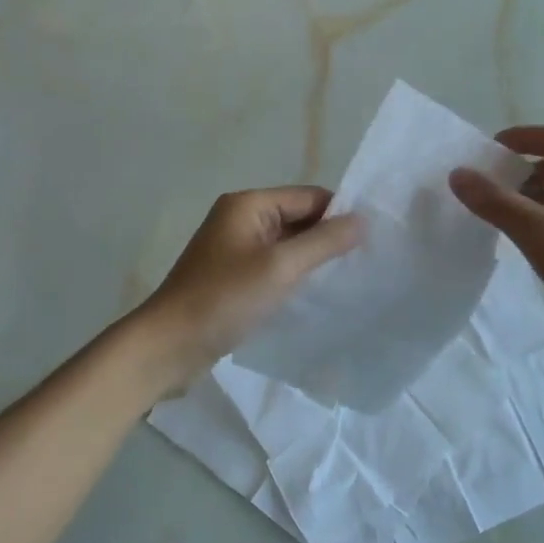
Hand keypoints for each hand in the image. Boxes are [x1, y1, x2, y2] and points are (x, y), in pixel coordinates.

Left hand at [137, 187, 361, 393]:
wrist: (168, 345)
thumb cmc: (224, 299)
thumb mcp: (279, 267)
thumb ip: (323, 242)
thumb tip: (362, 219)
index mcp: (247, 204)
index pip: (308, 197)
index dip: (340, 213)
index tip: (375, 238)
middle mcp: (240, 219)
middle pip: (297, 218)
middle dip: (328, 237)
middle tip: (368, 261)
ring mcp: (234, 250)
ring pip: (286, 245)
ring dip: (313, 258)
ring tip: (350, 278)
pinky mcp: (233, 278)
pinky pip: (273, 267)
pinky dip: (294, 276)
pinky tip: (316, 294)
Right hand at [449, 127, 543, 364]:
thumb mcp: (542, 236)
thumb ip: (497, 203)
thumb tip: (458, 174)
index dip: (522, 137)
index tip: (485, 152)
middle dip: (519, 173)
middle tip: (481, 190)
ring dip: (528, 202)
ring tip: (494, 219)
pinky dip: (542, 226)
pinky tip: (526, 249)